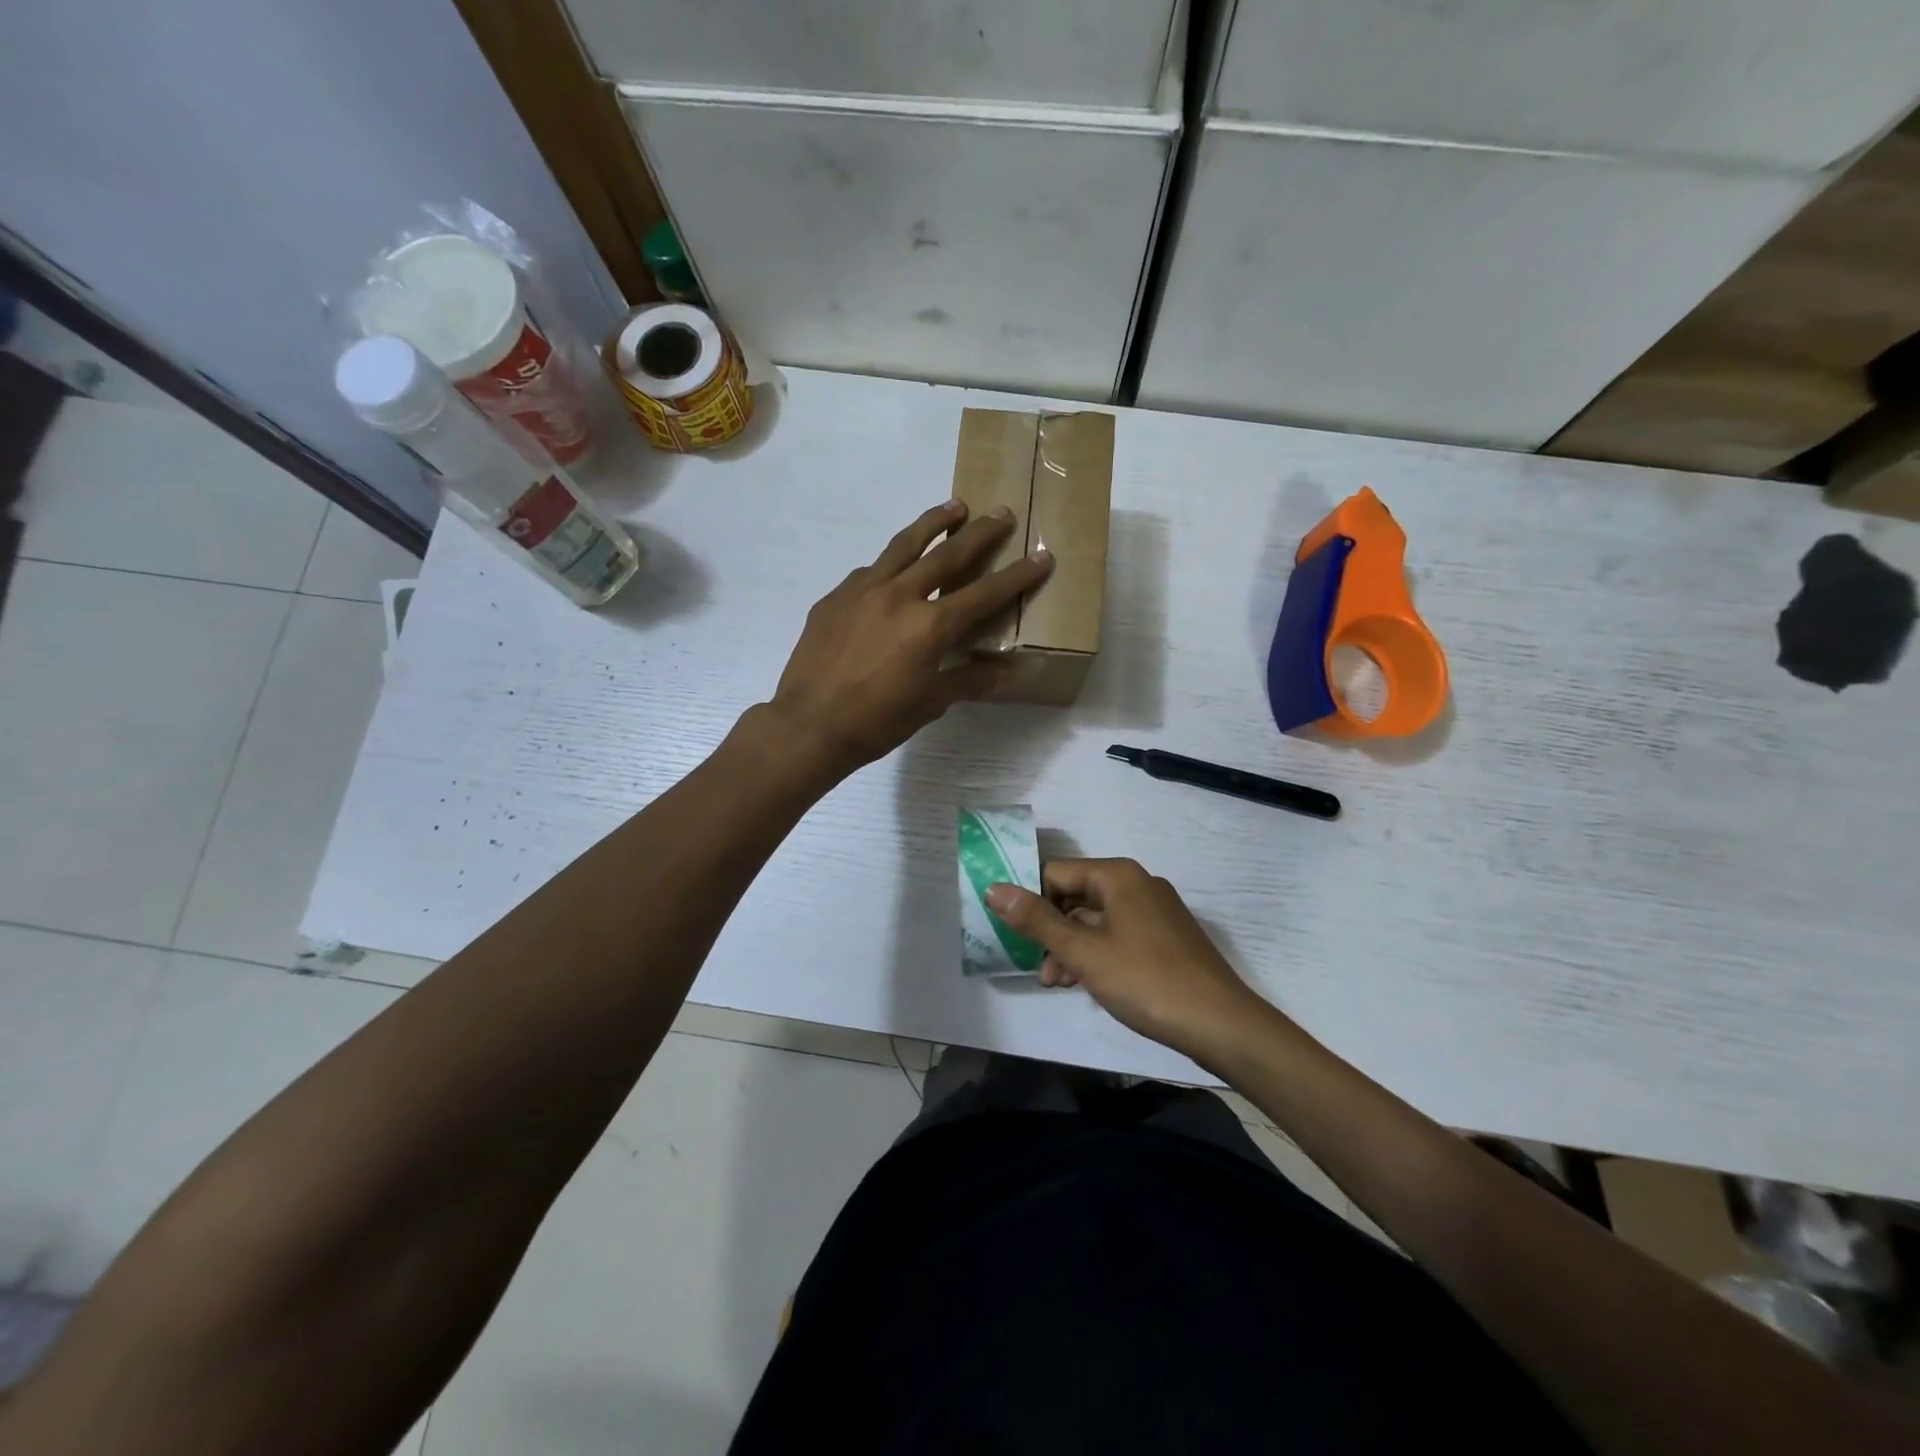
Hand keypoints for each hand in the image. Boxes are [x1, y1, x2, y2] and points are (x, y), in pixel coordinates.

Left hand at [767, 499, 1051, 777]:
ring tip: (953, 507)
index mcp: (930, 626)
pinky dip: (891, 563)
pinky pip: (870, 571)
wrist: (809, 726)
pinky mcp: (835, 597)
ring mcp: (863, 590)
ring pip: (904, 545)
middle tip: (1000, 513)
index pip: (984, 594)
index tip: (1042, 556)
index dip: (1018, 576)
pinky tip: (894, 568)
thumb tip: (1008, 670)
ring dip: (932, 524)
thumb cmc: (877, 722)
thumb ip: (969, 679)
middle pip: (947, 554)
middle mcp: (900, 595)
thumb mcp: (930, 703)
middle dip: (980, 532)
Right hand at [986, 859, 1275, 1068]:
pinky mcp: (1166, 936)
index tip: (1017, 937)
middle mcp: (1137, 883)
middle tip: (1039, 969)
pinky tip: (1088, 984)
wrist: (1220, 1023)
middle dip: (1051, 931)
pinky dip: (1098, 953)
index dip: (1032, 902)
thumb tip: (994, 888)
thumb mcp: (1083, 952)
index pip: (1055, 873)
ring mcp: (1155, 910)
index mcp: (1117, 875)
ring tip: (1058, 984)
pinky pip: (1118, 934)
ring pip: (1096, 918)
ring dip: (1071, 947)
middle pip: (1075, 895)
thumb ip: (1036, 920)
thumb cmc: (1145, 980)